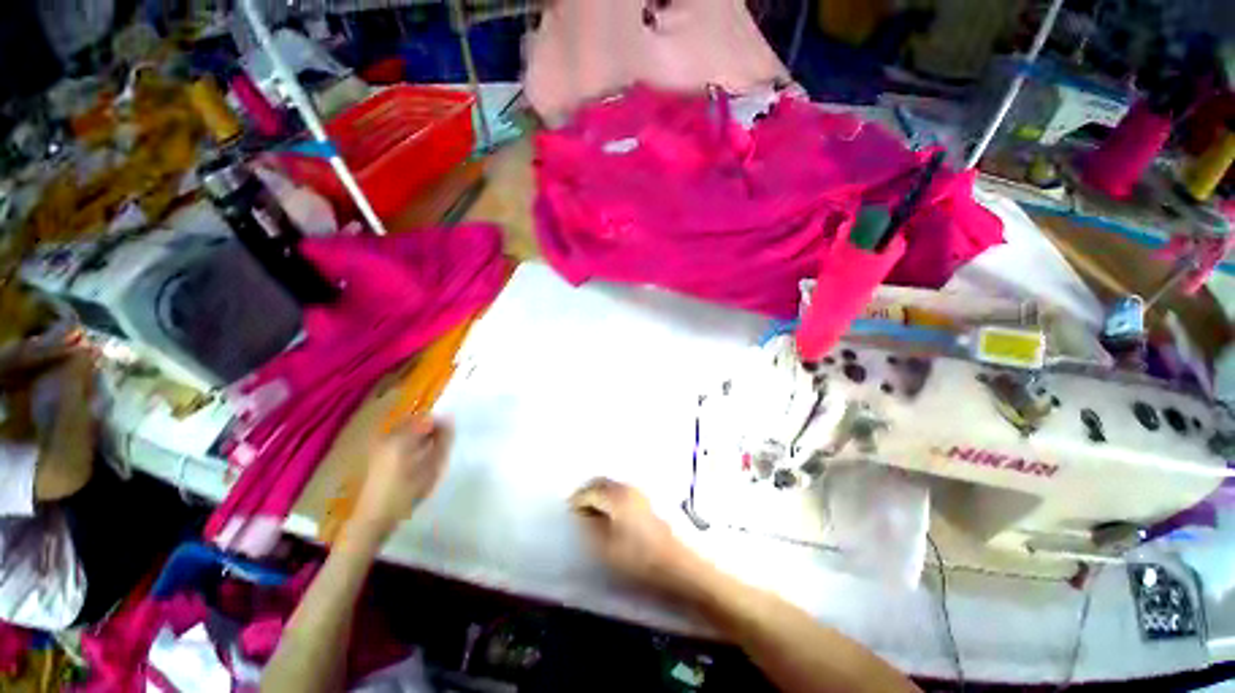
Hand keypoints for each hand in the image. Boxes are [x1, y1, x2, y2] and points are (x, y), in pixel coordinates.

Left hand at [351, 417, 454, 541]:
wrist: (373, 518)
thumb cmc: (405, 495)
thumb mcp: (432, 469)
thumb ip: (443, 442)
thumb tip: (450, 422)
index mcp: (401, 438)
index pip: (427, 418)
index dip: (441, 423)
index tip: (450, 434)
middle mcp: (387, 436)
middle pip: (415, 421)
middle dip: (430, 428)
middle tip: (442, 443)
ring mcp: (378, 444)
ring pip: (406, 429)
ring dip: (420, 434)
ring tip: (430, 450)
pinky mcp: (374, 452)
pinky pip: (398, 437)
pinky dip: (410, 441)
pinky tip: (415, 457)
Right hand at [570, 478, 703, 598]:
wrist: (674, 564)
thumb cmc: (636, 558)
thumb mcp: (605, 547)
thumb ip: (589, 527)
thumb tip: (582, 514)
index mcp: (615, 497)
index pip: (590, 491)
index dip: (577, 500)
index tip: (568, 512)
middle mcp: (627, 489)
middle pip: (601, 482)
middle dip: (587, 492)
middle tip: (577, 509)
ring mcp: (638, 493)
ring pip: (612, 486)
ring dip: (599, 493)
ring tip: (591, 512)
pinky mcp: (646, 502)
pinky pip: (621, 492)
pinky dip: (610, 497)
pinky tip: (608, 514)